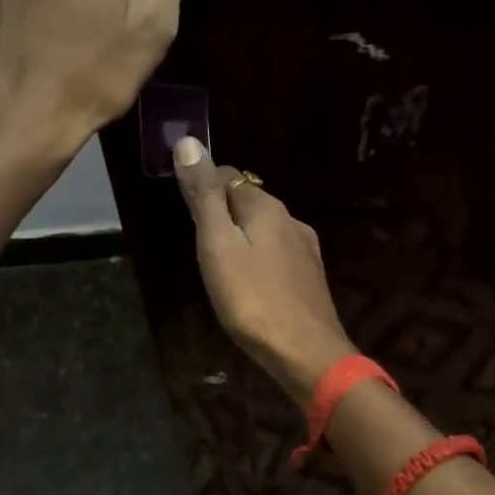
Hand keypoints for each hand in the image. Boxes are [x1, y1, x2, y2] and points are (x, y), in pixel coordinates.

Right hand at [173, 136, 356, 401]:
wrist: (306, 353)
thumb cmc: (253, 299)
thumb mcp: (218, 245)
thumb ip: (204, 196)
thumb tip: (189, 142)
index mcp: (266, 207)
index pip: (229, 177)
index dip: (203, 184)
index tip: (184, 207)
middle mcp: (291, 220)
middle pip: (249, 201)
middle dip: (222, 210)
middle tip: (197, 238)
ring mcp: (305, 249)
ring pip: (265, 229)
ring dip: (242, 235)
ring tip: (220, 261)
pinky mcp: (310, 277)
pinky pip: (277, 253)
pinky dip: (259, 257)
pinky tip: (251, 279)